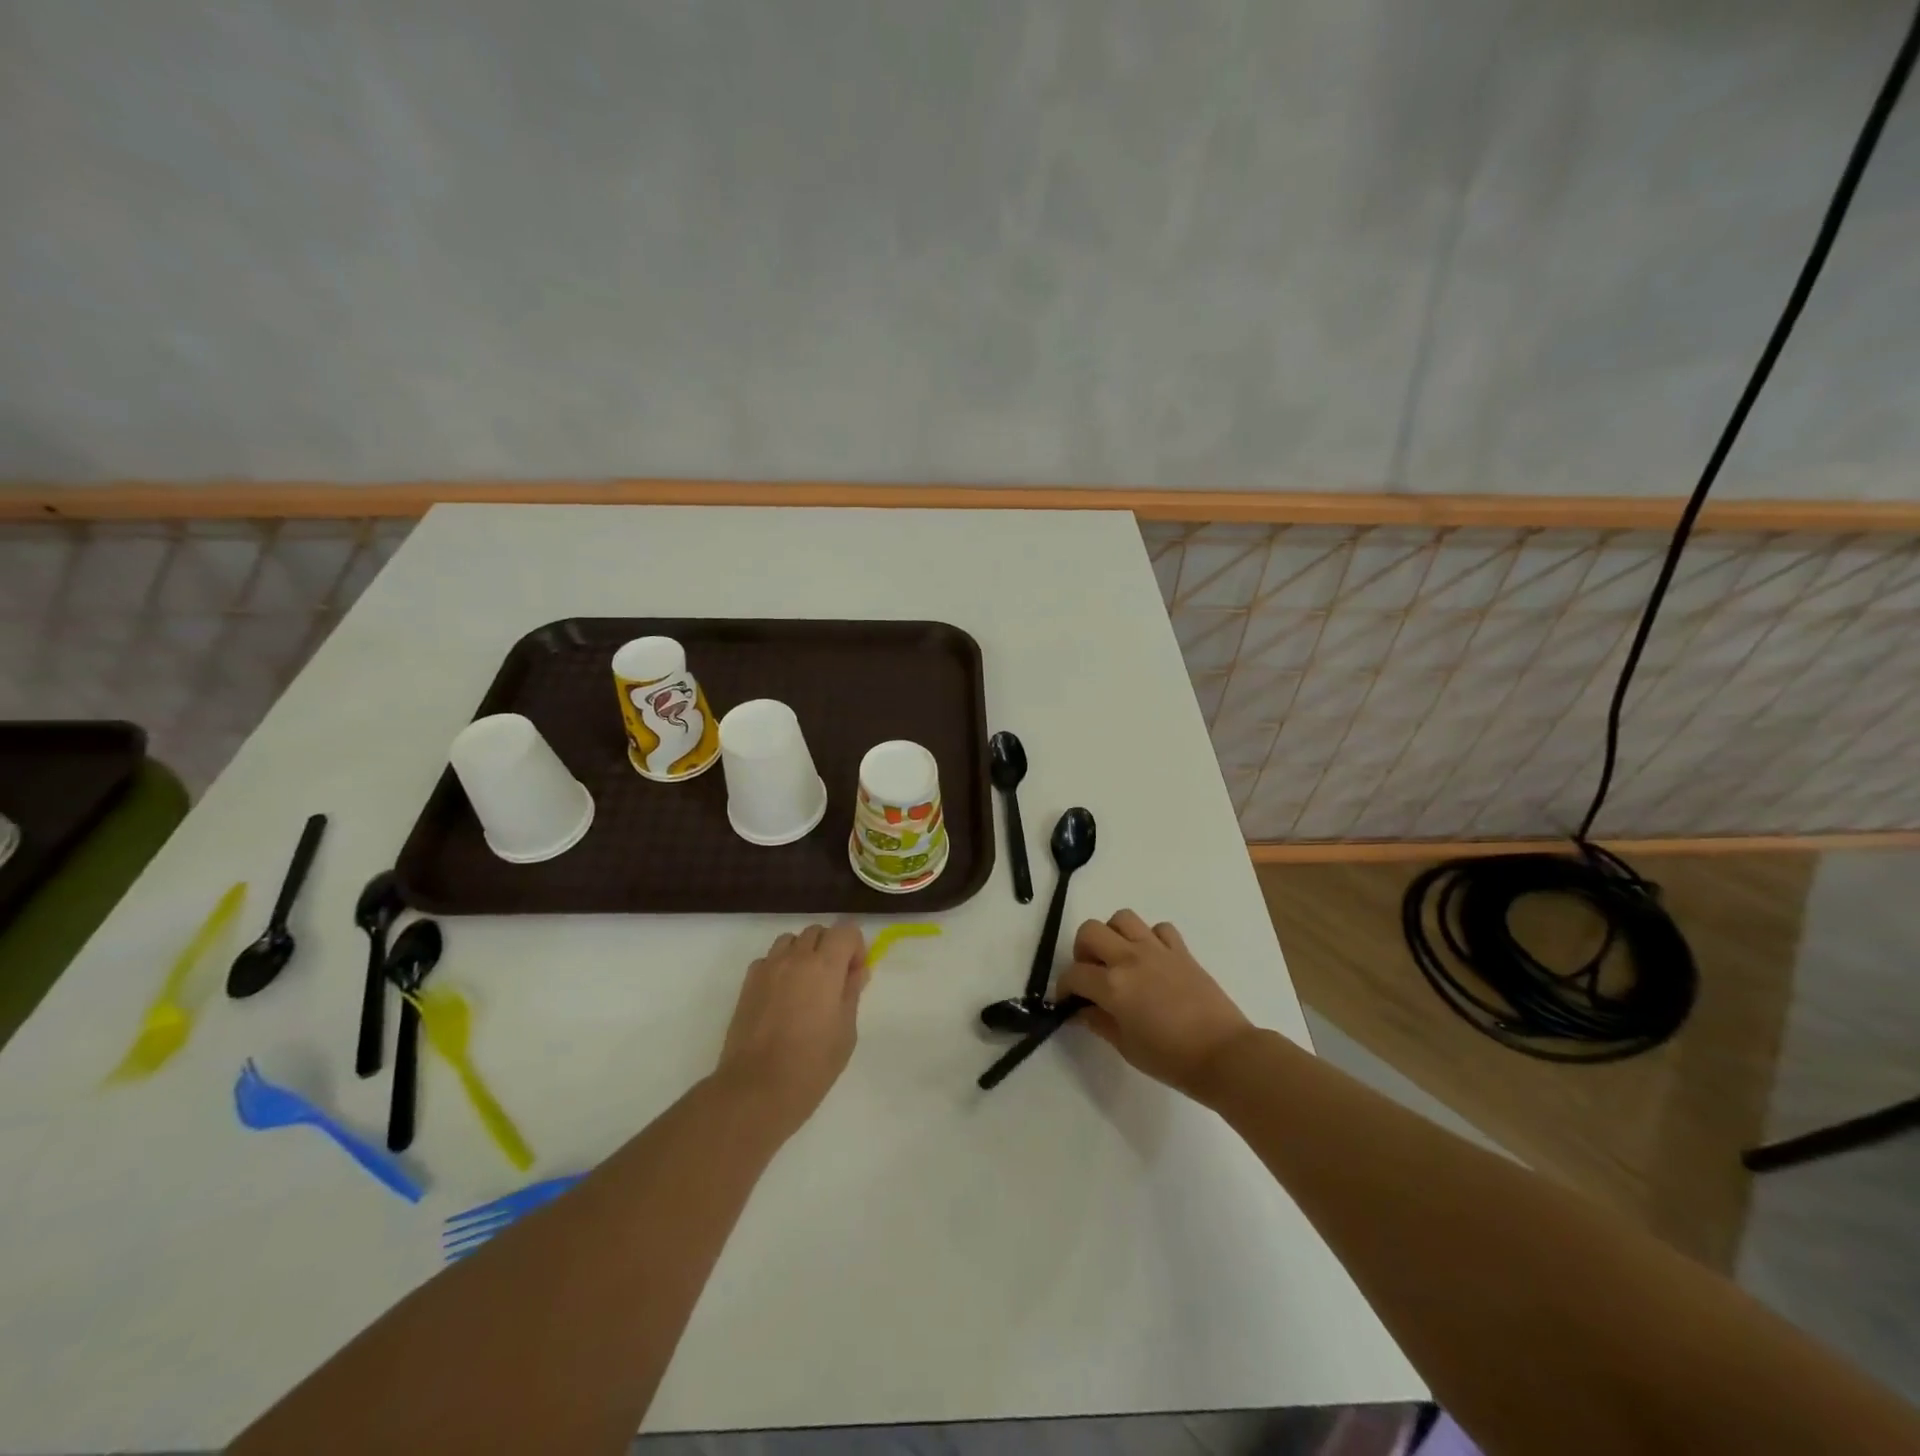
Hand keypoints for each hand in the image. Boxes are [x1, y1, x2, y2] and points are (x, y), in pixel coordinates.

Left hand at [715, 922, 870, 1137]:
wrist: (756, 1089)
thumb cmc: (811, 1065)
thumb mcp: (845, 1032)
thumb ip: (851, 993)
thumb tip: (856, 972)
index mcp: (825, 966)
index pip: (845, 929)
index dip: (855, 946)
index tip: (855, 973)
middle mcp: (795, 958)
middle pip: (817, 931)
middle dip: (830, 947)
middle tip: (834, 980)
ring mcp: (767, 968)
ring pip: (790, 940)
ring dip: (803, 953)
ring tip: (806, 985)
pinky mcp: (747, 984)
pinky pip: (768, 960)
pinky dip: (779, 967)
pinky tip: (782, 997)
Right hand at [1058, 910, 1254, 1098]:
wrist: (1224, 1055)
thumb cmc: (1171, 1059)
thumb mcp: (1126, 1047)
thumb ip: (1099, 1023)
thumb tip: (1081, 1010)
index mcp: (1113, 985)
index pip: (1074, 974)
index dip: (1064, 987)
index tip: (1068, 1000)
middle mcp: (1130, 958)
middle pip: (1090, 930)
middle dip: (1082, 950)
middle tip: (1091, 974)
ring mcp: (1157, 950)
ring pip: (1123, 918)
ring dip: (1113, 935)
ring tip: (1119, 959)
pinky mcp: (1181, 950)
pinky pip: (1159, 929)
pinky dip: (1150, 938)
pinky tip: (1153, 960)